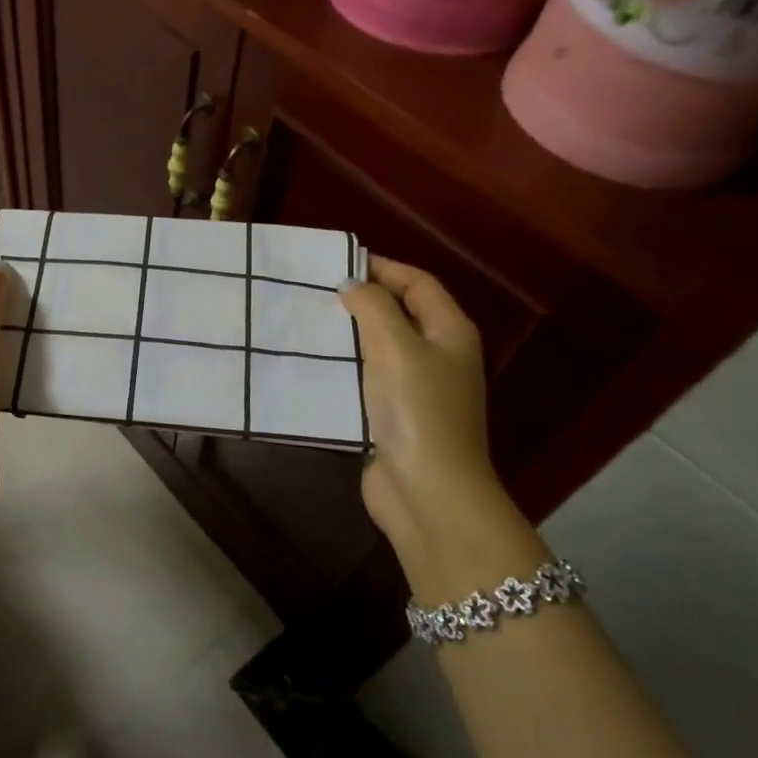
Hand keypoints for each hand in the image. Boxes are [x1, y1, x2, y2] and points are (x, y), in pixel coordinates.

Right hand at [341, 257, 516, 566]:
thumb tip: (352, 285)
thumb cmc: (417, 411)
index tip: (336, 265)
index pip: (418, 283)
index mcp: (450, 332)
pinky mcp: (395, 417)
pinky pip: (368, 380)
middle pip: (400, 313)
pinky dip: (345, 369)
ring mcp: (418, 389)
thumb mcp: (396, 347)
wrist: (428, 492)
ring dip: (349, 336)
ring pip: (381, 348)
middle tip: (315, 293)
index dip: (382, 268)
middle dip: (362, 301)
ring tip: (307, 324)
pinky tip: (314, 367)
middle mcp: (439, 356)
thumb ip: (373, 308)